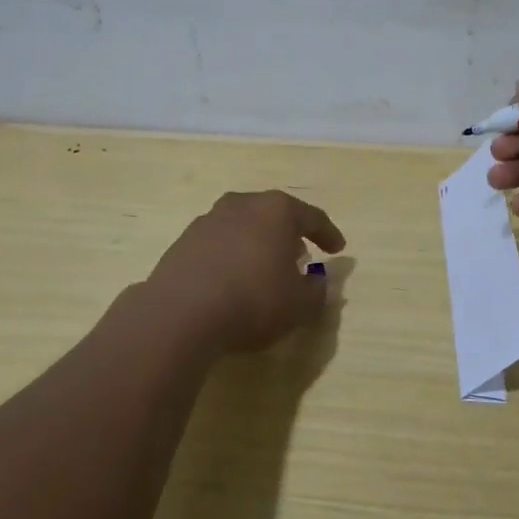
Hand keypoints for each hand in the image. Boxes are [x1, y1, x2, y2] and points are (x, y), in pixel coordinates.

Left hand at [142, 191, 346, 355]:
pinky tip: (232, 279)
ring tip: (264, 268)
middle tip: (300, 255)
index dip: (328, 233)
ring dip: (257, 243)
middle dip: (289, 234)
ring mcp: (209, 220)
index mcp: (277, 210)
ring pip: (244, 226)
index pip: (312, 216)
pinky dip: (231, 256)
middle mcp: (242, 204)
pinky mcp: (184, 241)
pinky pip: (219, 244)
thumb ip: (316, 291)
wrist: (180, 313)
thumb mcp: (299, 305)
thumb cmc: (252, 300)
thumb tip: (318, 282)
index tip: (338, 249)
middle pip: (274, 214)